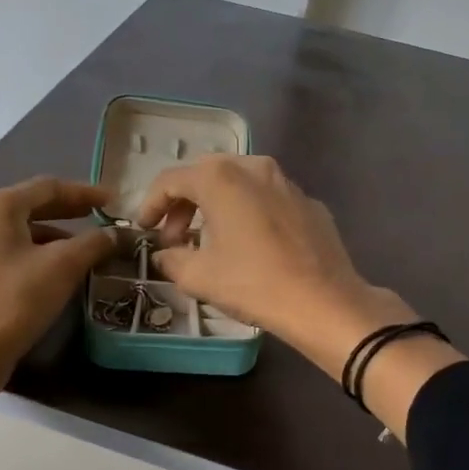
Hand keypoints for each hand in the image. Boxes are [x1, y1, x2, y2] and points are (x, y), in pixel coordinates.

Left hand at [0, 175, 117, 383]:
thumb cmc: (14, 301)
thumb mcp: (62, 267)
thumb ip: (93, 243)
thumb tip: (113, 234)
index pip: (48, 187)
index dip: (84, 192)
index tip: (113, 201)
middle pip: (31, 207)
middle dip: (68, 212)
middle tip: (100, 218)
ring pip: (19, 234)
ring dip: (53, 237)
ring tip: (84, 250)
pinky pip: (7, 255)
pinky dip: (34, 256)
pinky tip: (54, 274)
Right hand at [133, 156, 416, 375]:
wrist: (325, 302)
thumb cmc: (254, 284)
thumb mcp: (198, 277)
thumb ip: (171, 259)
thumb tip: (166, 255)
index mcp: (220, 178)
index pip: (171, 180)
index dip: (151, 204)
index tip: (144, 229)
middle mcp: (254, 167)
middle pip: (205, 175)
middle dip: (183, 204)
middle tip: (175, 238)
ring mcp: (286, 182)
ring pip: (239, 183)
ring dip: (215, 206)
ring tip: (209, 241)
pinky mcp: (309, 202)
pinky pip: (266, 199)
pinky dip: (248, 213)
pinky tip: (250, 245)